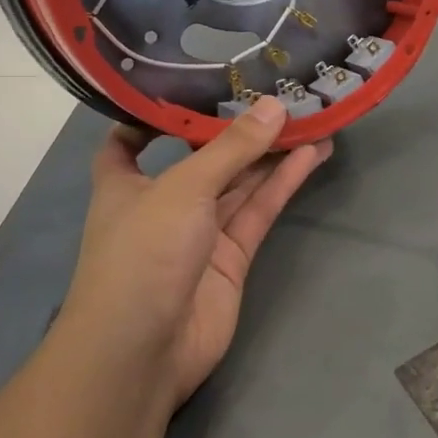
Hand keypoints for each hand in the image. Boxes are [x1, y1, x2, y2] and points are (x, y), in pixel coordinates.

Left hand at [65, 99, 331, 407]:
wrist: (143, 351)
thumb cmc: (142, 254)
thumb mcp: (184, 189)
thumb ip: (232, 149)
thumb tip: (274, 105)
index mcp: (126, 183)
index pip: (130, 141)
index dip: (154, 115)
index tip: (190, 86)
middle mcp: (162, 203)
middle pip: (203, 157)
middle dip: (238, 129)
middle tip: (280, 92)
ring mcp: (199, 232)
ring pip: (239, 182)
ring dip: (272, 153)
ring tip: (311, 116)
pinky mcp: (231, 257)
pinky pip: (259, 210)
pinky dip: (283, 183)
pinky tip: (312, 155)